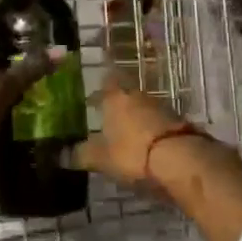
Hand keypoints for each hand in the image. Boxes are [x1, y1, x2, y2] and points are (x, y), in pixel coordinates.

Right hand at [79, 76, 196, 190]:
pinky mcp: (178, 122)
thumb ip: (81, 155)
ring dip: (134, 117)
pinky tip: (146, 144)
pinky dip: (150, 129)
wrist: (181, 159)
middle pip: (125, 94)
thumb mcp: (100, 159)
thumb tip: (60, 155)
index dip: (98, 89)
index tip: (91, 100)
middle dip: (116, 105)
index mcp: (115, 98)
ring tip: (124, 134)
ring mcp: (161, 107)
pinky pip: (157, 121)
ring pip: (142, 107)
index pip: (105, 81)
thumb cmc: (132, 153)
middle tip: (105, 119)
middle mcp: (137, 96)